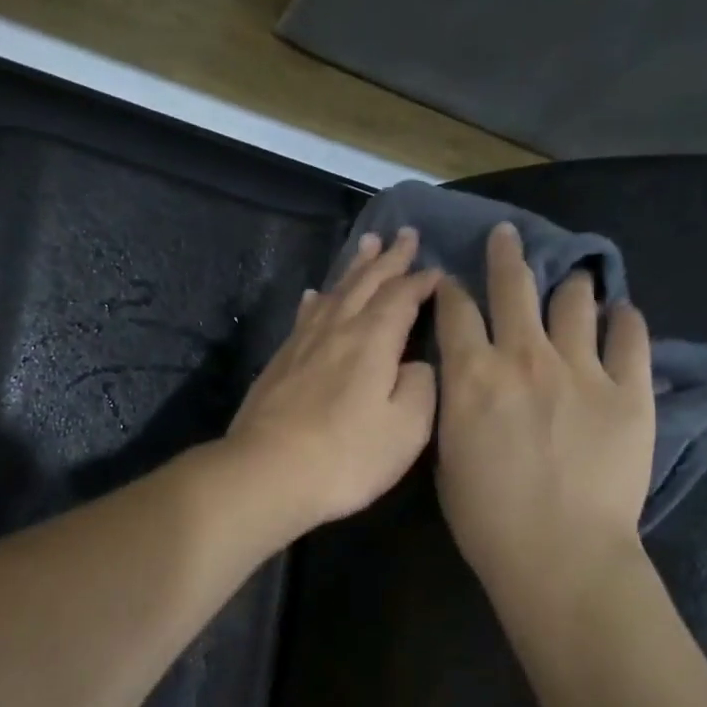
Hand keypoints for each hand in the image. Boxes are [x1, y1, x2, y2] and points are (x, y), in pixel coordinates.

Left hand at [225, 226, 440, 533]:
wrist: (268, 473)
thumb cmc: (346, 456)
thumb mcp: (406, 428)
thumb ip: (420, 387)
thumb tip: (415, 363)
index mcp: (373, 340)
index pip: (402, 297)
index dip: (422, 281)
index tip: (438, 270)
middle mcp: (337, 329)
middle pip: (366, 283)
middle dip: (389, 259)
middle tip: (404, 234)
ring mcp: (303, 344)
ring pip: (334, 293)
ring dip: (353, 269)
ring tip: (366, 247)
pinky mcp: (280, 363)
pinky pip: (305, 317)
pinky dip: (317, 301)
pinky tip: (315, 296)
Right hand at [435, 223, 654, 599]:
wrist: (560, 553)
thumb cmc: (488, 519)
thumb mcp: (446, 459)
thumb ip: (455, 409)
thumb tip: (465, 386)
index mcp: (471, 375)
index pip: (455, 311)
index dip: (450, 289)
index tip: (451, 281)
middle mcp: (524, 356)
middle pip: (513, 286)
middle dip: (505, 255)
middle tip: (507, 236)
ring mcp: (582, 368)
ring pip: (574, 301)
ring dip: (569, 286)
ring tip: (573, 282)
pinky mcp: (630, 389)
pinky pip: (631, 336)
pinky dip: (624, 320)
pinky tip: (621, 315)